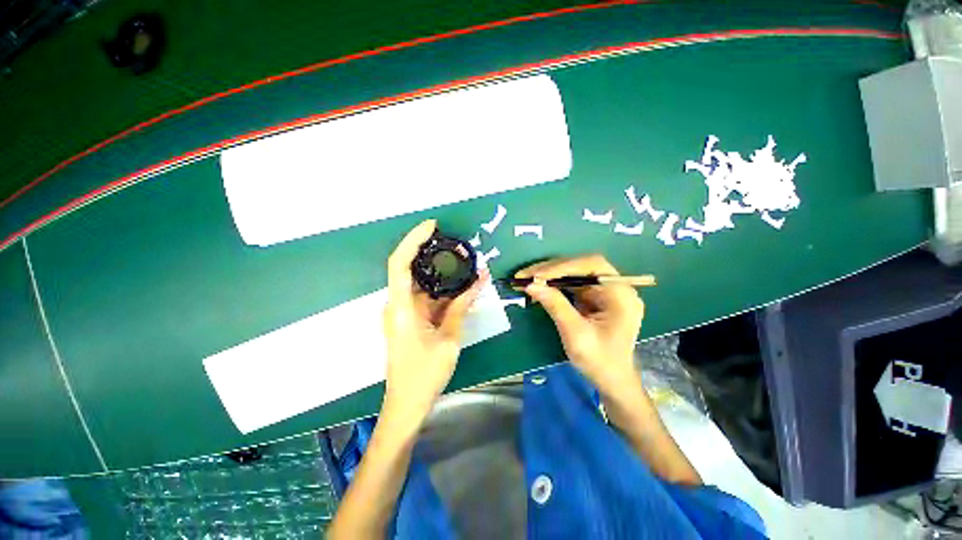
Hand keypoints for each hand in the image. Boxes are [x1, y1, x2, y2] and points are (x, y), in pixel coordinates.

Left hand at [382, 220, 488, 421]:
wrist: (407, 404)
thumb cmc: (425, 374)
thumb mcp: (449, 338)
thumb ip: (462, 306)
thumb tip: (479, 279)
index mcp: (400, 308)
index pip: (400, 263)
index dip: (414, 240)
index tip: (433, 226)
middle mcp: (397, 305)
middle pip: (411, 269)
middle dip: (433, 253)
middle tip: (457, 244)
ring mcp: (403, 312)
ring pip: (422, 284)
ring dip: (442, 273)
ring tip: (465, 262)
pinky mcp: (410, 319)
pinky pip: (426, 298)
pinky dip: (443, 290)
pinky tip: (461, 286)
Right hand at [517, 255, 644, 389]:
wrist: (611, 380)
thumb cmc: (599, 361)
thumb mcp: (576, 334)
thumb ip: (555, 306)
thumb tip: (531, 285)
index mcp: (621, 294)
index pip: (592, 265)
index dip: (563, 266)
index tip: (537, 275)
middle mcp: (615, 287)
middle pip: (581, 266)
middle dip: (551, 269)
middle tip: (525, 275)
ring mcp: (604, 291)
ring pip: (574, 272)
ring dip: (549, 274)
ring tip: (526, 278)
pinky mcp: (594, 297)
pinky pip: (572, 283)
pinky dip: (553, 283)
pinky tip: (538, 286)